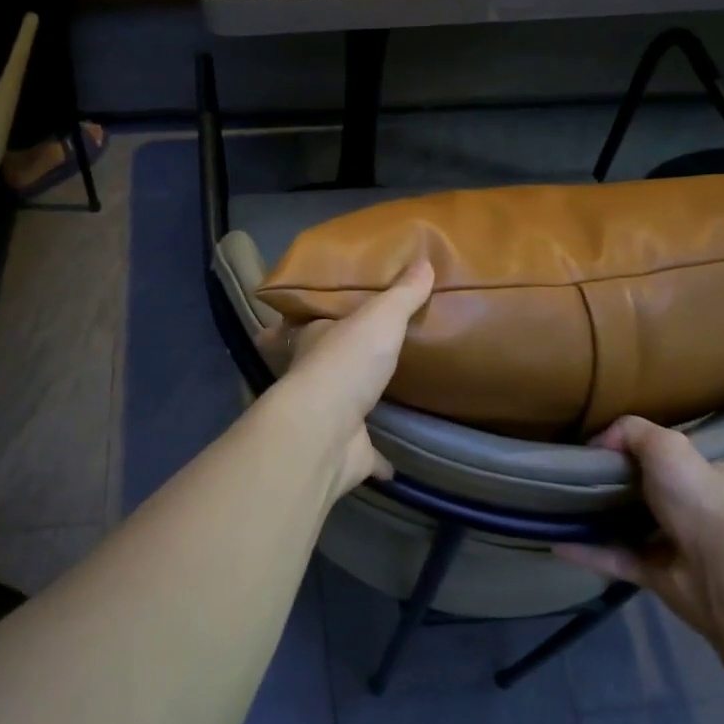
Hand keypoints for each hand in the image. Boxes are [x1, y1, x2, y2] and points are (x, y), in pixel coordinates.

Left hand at [257, 261, 433, 496]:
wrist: (327, 430)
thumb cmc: (345, 363)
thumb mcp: (379, 317)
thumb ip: (401, 294)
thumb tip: (424, 260)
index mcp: (311, 342)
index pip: (299, 326)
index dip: (303, 321)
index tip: (312, 318)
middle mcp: (313, 378)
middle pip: (321, 366)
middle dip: (335, 362)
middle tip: (361, 355)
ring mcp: (328, 418)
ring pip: (342, 408)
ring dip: (357, 404)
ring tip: (382, 396)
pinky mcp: (346, 452)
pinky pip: (366, 454)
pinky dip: (379, 459)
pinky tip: (395, 462)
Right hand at [554, 416, 723, 638]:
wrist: (714, 570)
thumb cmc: (700, 499)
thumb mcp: (666, 445)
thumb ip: (631, 432)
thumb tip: (599, 443)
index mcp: (722, 478)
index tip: (709, 445)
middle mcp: (704, 511)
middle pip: (677, 493)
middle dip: (646, 483)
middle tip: (604, 468)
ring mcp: (680, 545)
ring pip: (639, 527)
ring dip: (609, 519)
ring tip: (572, 502)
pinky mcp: (655, 573)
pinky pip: (612, 558)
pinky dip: (585, 551)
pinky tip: (555, 540)